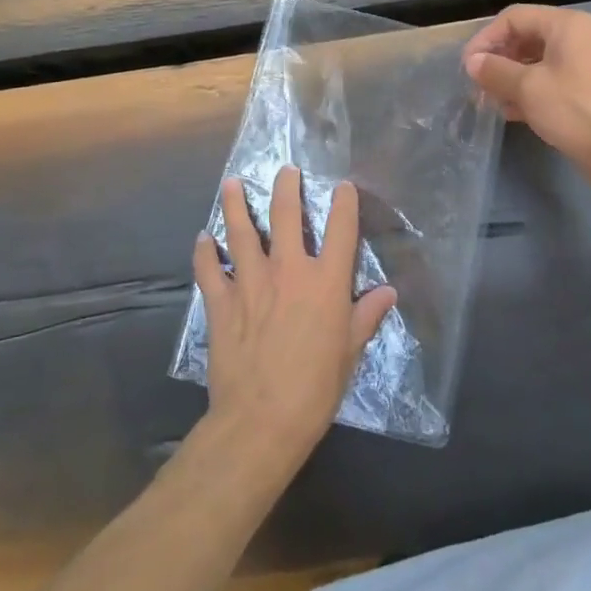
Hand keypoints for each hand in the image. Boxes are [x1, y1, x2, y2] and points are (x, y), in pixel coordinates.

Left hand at [192, 166, 395, 467]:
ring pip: (241, 232)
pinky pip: (209, 268)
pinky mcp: (221, 302)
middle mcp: (288, 270)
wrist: (261, 419)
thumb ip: (366, 316)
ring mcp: (250, 282)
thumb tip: (388, 292)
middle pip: (285, 216)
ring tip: (232, 183)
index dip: (343, 204)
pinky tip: (203, 239)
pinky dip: (204, 251)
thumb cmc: (315, 388)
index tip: (342, 186)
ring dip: (236, 205)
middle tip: (285, 170)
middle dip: (286, 188)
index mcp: (325, 282)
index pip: (340, 230)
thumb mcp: (350, 352)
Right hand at [462, 4, 590, 192]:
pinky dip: (525, 93)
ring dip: (508, 79)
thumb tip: (472, 62)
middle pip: (524, 37)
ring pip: (533, 63)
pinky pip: (546, 83)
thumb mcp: (529, 88)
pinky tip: (509, 113)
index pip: (514, 17)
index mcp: (565, 25)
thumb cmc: (577, 111)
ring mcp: (581, 66)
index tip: (467, 67)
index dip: (486, 37)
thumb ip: (495, 70)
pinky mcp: (583, 93)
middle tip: (475, 85)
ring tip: (488, 101)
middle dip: (497, 59)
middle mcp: (575, 38)